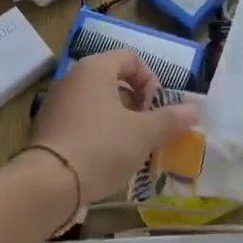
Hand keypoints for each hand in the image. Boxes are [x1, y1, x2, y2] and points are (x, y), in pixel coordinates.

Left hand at [31, 50, 197, 201]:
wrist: (49, 184)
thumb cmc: (101, 147)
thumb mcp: (144, 134)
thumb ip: (170, 119)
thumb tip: (194, 109)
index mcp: (95, 69)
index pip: (130, 58)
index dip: (150, 80)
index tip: (156, 108)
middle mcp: (73, 79)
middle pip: (113, 81)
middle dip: (136, 104)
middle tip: (147, 129)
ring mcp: (57, 103)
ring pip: (98, 103)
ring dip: (119, 120)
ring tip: (130, 147)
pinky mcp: (48, 128)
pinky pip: (81, 121)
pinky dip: (98, 133)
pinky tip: (106, 159)